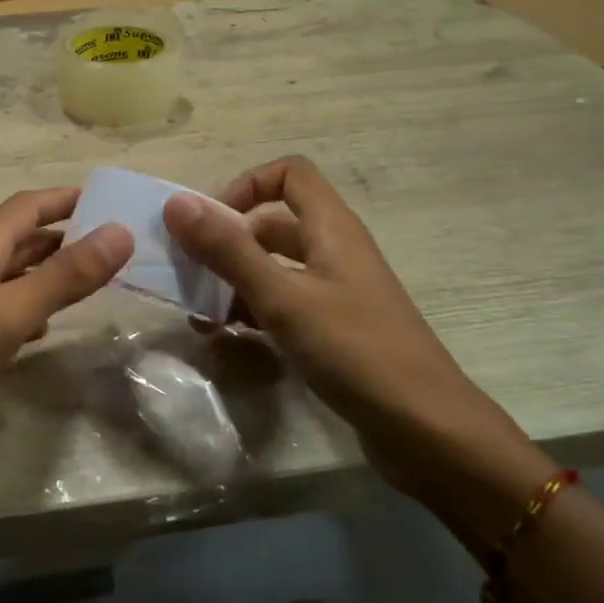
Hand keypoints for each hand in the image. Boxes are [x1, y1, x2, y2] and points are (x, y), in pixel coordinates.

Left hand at [0, 187, 133, 501]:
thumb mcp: (10, 311)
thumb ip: (66, 274)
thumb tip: (121, 231)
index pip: (27, 207)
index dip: (65, 198)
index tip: (108, 198)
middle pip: (20, 240)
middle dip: (64, 238)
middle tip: (112, 247)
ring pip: (11, 278)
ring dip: (48, 275)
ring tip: (90, 285)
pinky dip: (27, 313)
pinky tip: (43, 332)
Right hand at [162, 157, 548, 505]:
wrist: (426, 429)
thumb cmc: (355, 351)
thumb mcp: (283, 298)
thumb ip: (229, 251)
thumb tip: (177, 203)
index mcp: (331, 228)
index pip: (289, 174)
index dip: (247, 185)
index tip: (213, 224)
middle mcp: (334, 251)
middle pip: (273, 224)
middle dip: (228, 243)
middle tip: (190, 274)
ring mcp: (336, 292)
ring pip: (274, 269)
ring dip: (234, 283)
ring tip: (200, 316)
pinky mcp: (334, 330)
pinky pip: (284, 305)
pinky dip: (254, 313)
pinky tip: (227, 341)